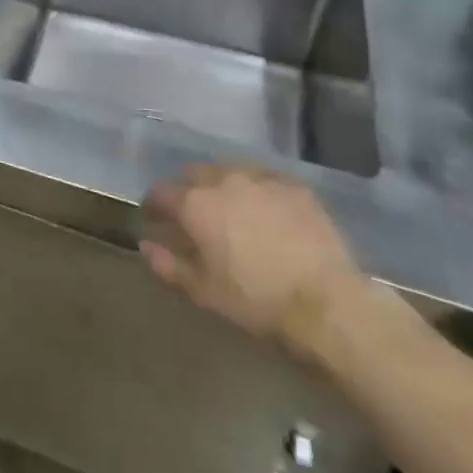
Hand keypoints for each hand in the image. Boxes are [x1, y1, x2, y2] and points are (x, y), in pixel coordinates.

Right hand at [141, 165, 363, 349]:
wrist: (326, 301)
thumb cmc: (256, 299)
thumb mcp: (204, 291)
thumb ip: (168, 264)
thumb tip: (146, 244)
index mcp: (195, 203)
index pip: (160, 192)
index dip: (154, 205)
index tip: (155, 219)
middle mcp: (223, 179)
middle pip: (194, 174)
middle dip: (189, 190)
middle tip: (197, 217)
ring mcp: (260, 177)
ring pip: (230, 171)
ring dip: (223, 186)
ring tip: (233, 211)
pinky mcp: (293, 184)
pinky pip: (265, 179)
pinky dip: (257, 191)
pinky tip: (267, 212)